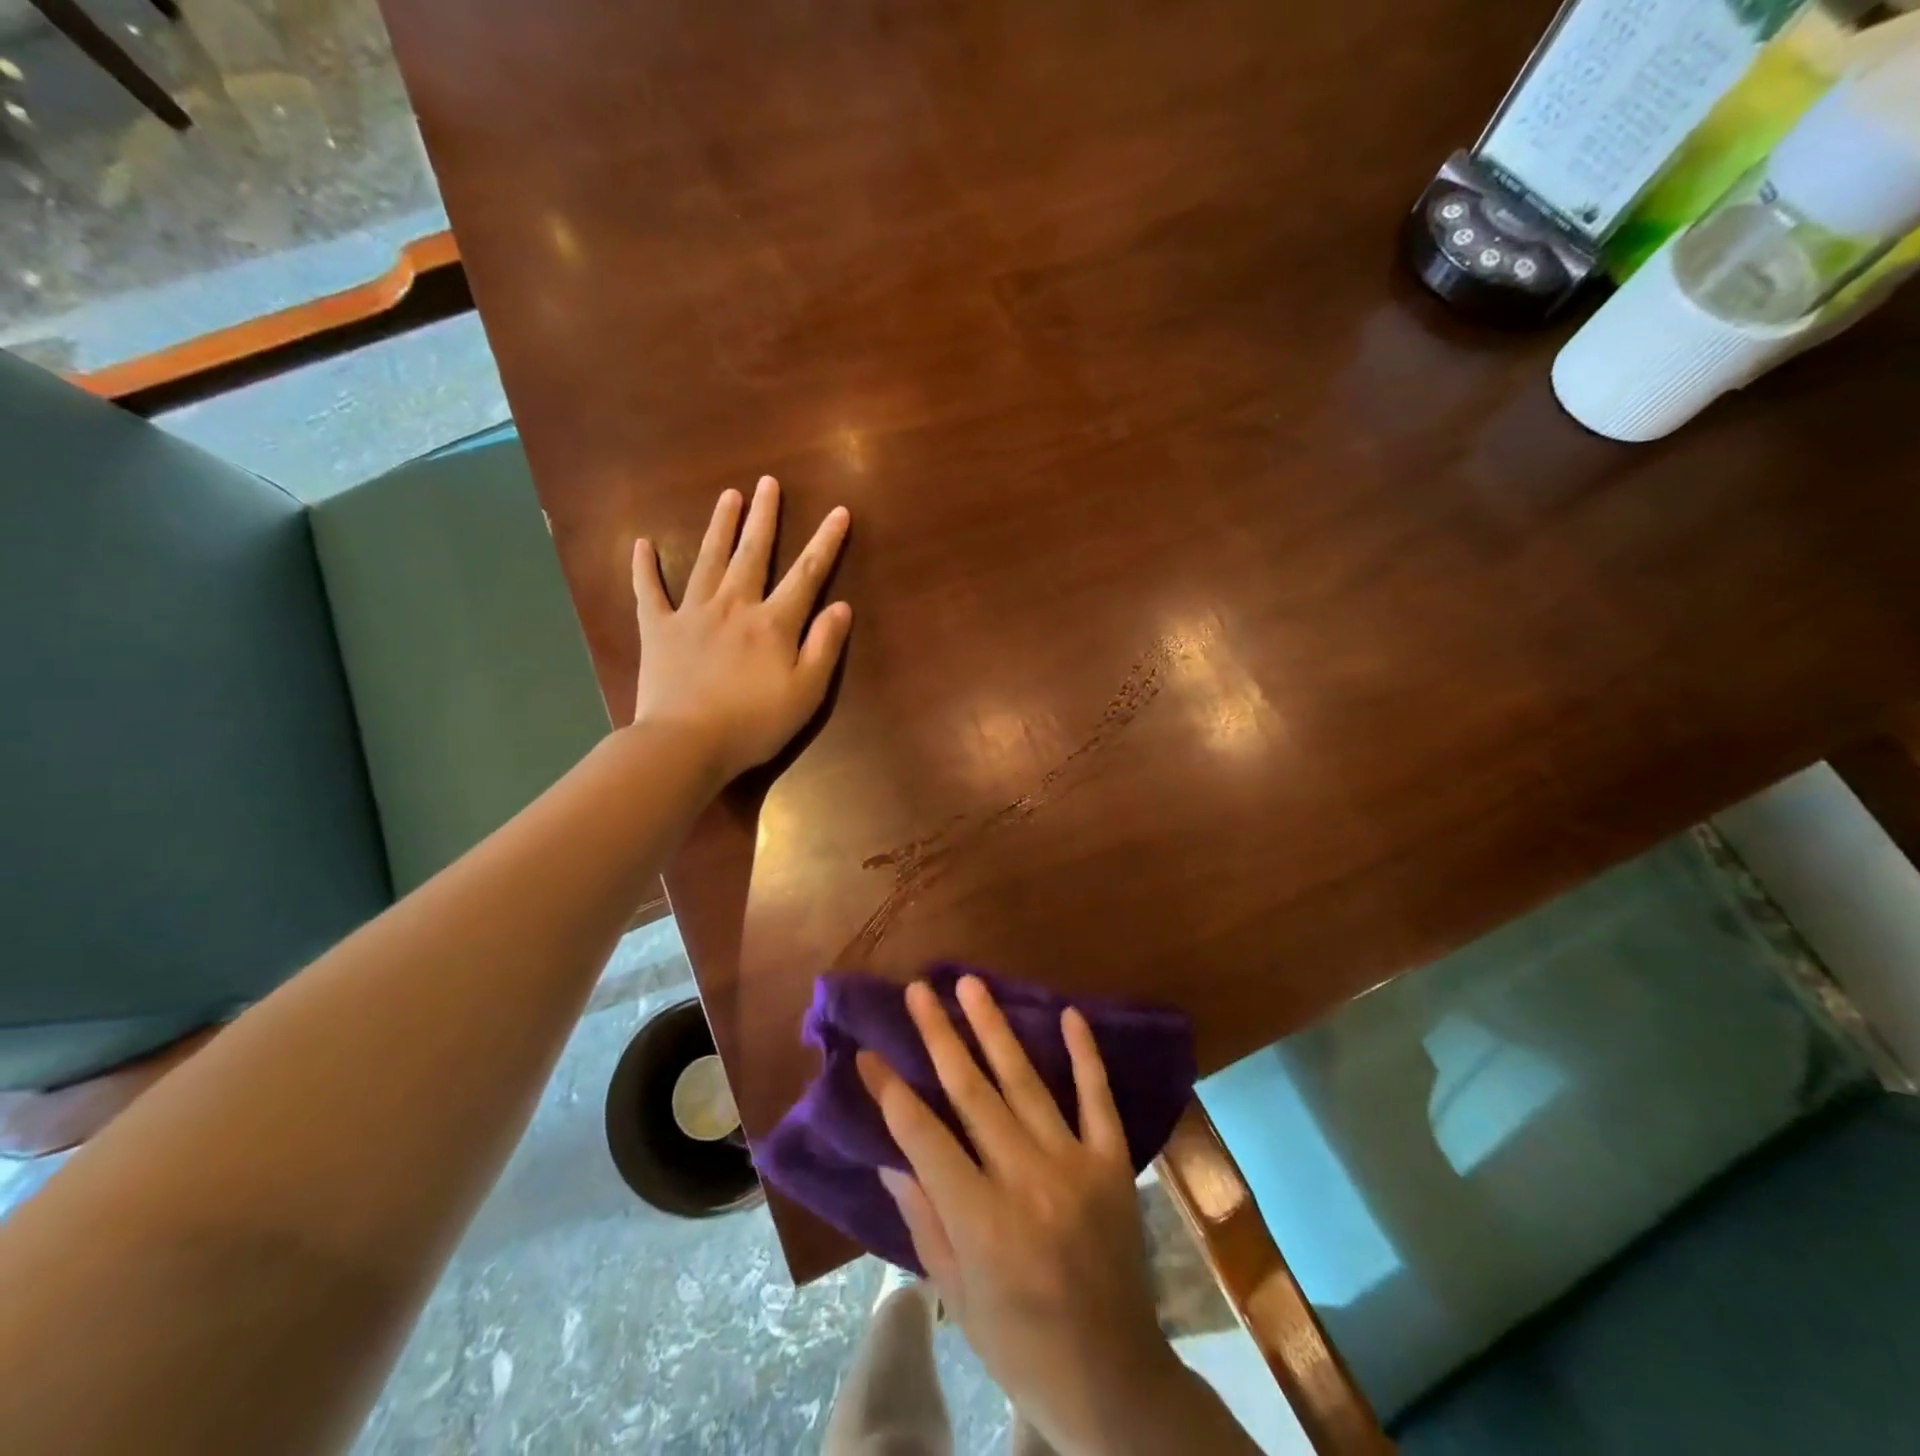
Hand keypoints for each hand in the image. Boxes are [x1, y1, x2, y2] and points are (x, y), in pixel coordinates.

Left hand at [630, 477, 851, 784]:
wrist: (686, 744)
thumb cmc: (754, 723)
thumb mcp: (806, 692)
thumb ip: (825, 647)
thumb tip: (841, 606)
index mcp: (773, 623)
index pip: (807, 574)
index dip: (825, 542)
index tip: (838, 511)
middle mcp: (734, 606)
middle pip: (753, 553)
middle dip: (764, 517)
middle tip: (768, 482)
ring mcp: (692, 614)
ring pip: (708, 560)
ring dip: (719, 526)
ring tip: (728, 496)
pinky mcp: (657, 630)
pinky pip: (648, 592)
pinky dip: (645, 568)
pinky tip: (643, 544)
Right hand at [856, 977, 1185, 1454]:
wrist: (1115, 1380)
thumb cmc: (1020, 1344)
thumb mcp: (956, 1295)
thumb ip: (923, 1219)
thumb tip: (889, 1155)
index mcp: (982, 1222)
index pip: (924, 1138)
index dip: (890, 1092)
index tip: (867, 1052)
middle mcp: (1027, 1181)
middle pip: (972, 1093)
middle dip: (939, 1036)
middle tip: (918, 991)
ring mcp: (1075, 1165)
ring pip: (1025, 1082)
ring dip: (994, 1028)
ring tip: (969, 984)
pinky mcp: (1112, 1163)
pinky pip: (1097, 1098)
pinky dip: (1084, 1054)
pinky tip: (1069, 1013)